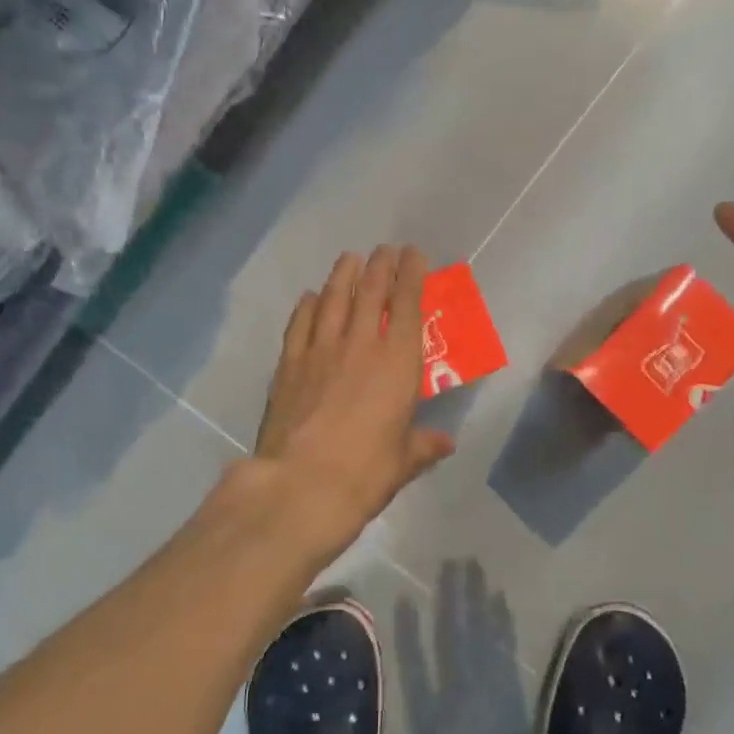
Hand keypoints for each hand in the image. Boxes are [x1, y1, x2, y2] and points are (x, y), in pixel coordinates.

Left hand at [246, 245, 454, 559]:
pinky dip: (307, 306)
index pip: (407, 305)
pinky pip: (300, 324)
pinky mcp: (288, 365)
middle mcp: (360, 345)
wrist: (302, 484)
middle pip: (370, 292)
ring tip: (350, 258)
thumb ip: (425, 445)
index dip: (412, 275)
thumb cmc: (366, 472)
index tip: (414, 255)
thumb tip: (445, 443)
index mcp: (397, 362)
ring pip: (333, 299)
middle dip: (380, 266)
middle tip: (385, 250)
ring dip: (343, 275)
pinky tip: (310, 297)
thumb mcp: (404, 461)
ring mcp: (319, 350)